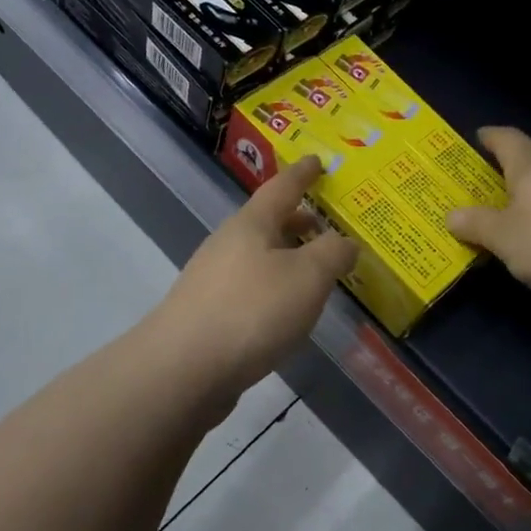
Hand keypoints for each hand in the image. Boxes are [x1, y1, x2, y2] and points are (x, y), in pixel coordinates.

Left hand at [153, 156, 357, 395]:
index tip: (317, 160)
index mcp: (251, 225)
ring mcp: (212, 281)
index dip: (303, 174)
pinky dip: (273, 287)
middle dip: (296, 221)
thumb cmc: (252, 311)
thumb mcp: (307, 278)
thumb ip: (333, 254)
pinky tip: (286, 310)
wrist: (184, 369)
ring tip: (314, 270)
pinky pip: (249, 288)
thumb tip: (346, 242)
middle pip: (266, 223)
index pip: (281, 188)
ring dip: (285, 257)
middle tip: (324, 223)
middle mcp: (227, 245)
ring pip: (257, 257)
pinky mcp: (208, 315)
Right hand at [446, 127, 530, 304]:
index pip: (508, 140)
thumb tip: (452, 215)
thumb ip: (478, 225)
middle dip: (506, 178)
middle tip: (479, 193)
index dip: (491, 137)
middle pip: (530, 169)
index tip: (478, 137)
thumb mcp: (505, 236)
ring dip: (528, 208)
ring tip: (505, 227)